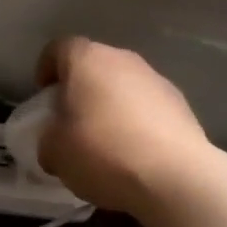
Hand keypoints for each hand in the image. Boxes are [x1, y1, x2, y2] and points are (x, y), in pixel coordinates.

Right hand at [32, 37, 211, 214]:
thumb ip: (49, 138)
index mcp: (87, 60)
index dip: (46, 69)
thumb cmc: (103, 153)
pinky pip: (148, 106)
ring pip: (123, 85)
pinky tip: (135, 152)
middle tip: (72, 120)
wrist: (175, 177)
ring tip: (106, 141)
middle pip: (94, 65)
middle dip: (81, 89)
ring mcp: (156, 79)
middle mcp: (123, 59)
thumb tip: (58, 140)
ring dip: (112, 104)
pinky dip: (138, 121)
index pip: (58, 49)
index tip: (44, 97)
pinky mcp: (182, 104)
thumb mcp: (55, 152)